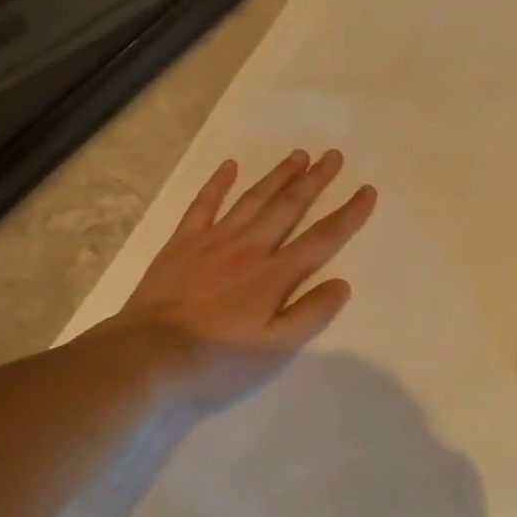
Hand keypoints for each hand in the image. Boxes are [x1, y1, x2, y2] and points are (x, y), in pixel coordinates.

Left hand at [102, 150, 376, 412]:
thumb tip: (342, 284)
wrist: (149, 355)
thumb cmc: (217, 360)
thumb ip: (310, 315)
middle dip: (314, 181)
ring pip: (252, 199)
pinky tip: (229, 166)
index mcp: (274, 276)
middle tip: (333, 156)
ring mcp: (213, 241)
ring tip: (298, 155)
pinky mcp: (182, 242)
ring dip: (277, 176)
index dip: (348, 215)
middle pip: (288, 207)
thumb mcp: (274, 350)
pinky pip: (203, 204)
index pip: (321, 239)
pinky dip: (217, 183)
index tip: (367, 191)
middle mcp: (249, 248)